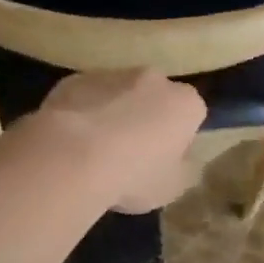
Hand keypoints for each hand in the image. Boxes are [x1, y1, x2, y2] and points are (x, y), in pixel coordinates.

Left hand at [35, 70, 206, 212]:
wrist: (70, 158)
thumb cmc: (133, 175)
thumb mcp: (172, 188)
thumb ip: (184, 169)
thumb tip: (183, 160)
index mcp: (185, 103)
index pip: (192, 114)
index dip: (179, 136)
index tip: (164, 158)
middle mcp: (155, 79)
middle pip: (156, 97)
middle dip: (147, 117)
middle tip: (131, 152)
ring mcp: (113, 74)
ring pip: (120, 93)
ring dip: (115, 112)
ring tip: (95, 149)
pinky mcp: (77, 78)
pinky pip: (87, 96)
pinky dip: (84, 111)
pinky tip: (70, 140)